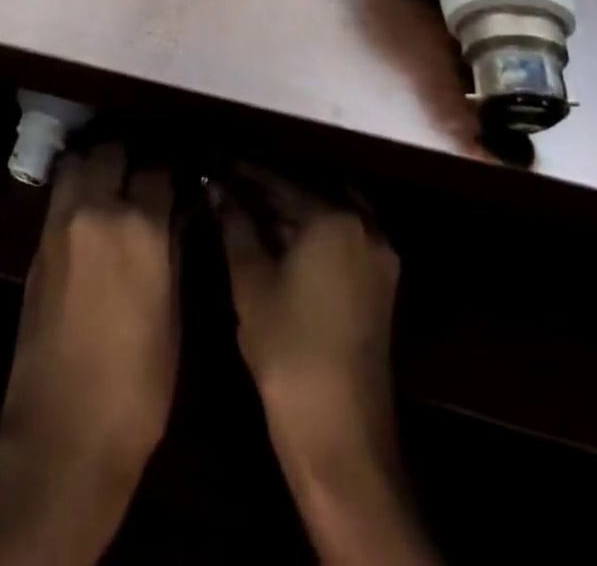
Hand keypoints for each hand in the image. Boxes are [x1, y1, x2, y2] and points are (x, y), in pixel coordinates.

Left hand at [0, 142, 179, 483]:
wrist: (63, 431)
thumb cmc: (137, 385)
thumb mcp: (173, 316)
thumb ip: (173, 250)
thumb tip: (178, 212)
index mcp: (139, 227)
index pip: (158, 167)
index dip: (172, 164)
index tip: (181, 166)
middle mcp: (96, 209)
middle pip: (111, 149)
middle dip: (131, 150)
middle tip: (146, 164)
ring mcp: (60, 222)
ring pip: (78, 161)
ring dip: (97, 160)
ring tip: (116, 174)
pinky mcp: (37, 241)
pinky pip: (60, 192)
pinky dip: (77, 185)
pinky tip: (92, 203)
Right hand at [215, 167, 398, 453]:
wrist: (340, 433)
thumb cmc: (288, 348)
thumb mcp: (250, 280)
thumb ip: (234, 224)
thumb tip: (217, 189)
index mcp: (335, 218)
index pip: (280, 179)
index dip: (244, 171)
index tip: (216, 163)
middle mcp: (366, 227)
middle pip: (311, 190)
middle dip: (271, 186)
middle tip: (233, 185)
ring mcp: (379, 258)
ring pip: (330, 213)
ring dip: (293, 207)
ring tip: (250, 208)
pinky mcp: (380, 285)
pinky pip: (343, 237)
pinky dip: (314, 230)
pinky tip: (279, 239)